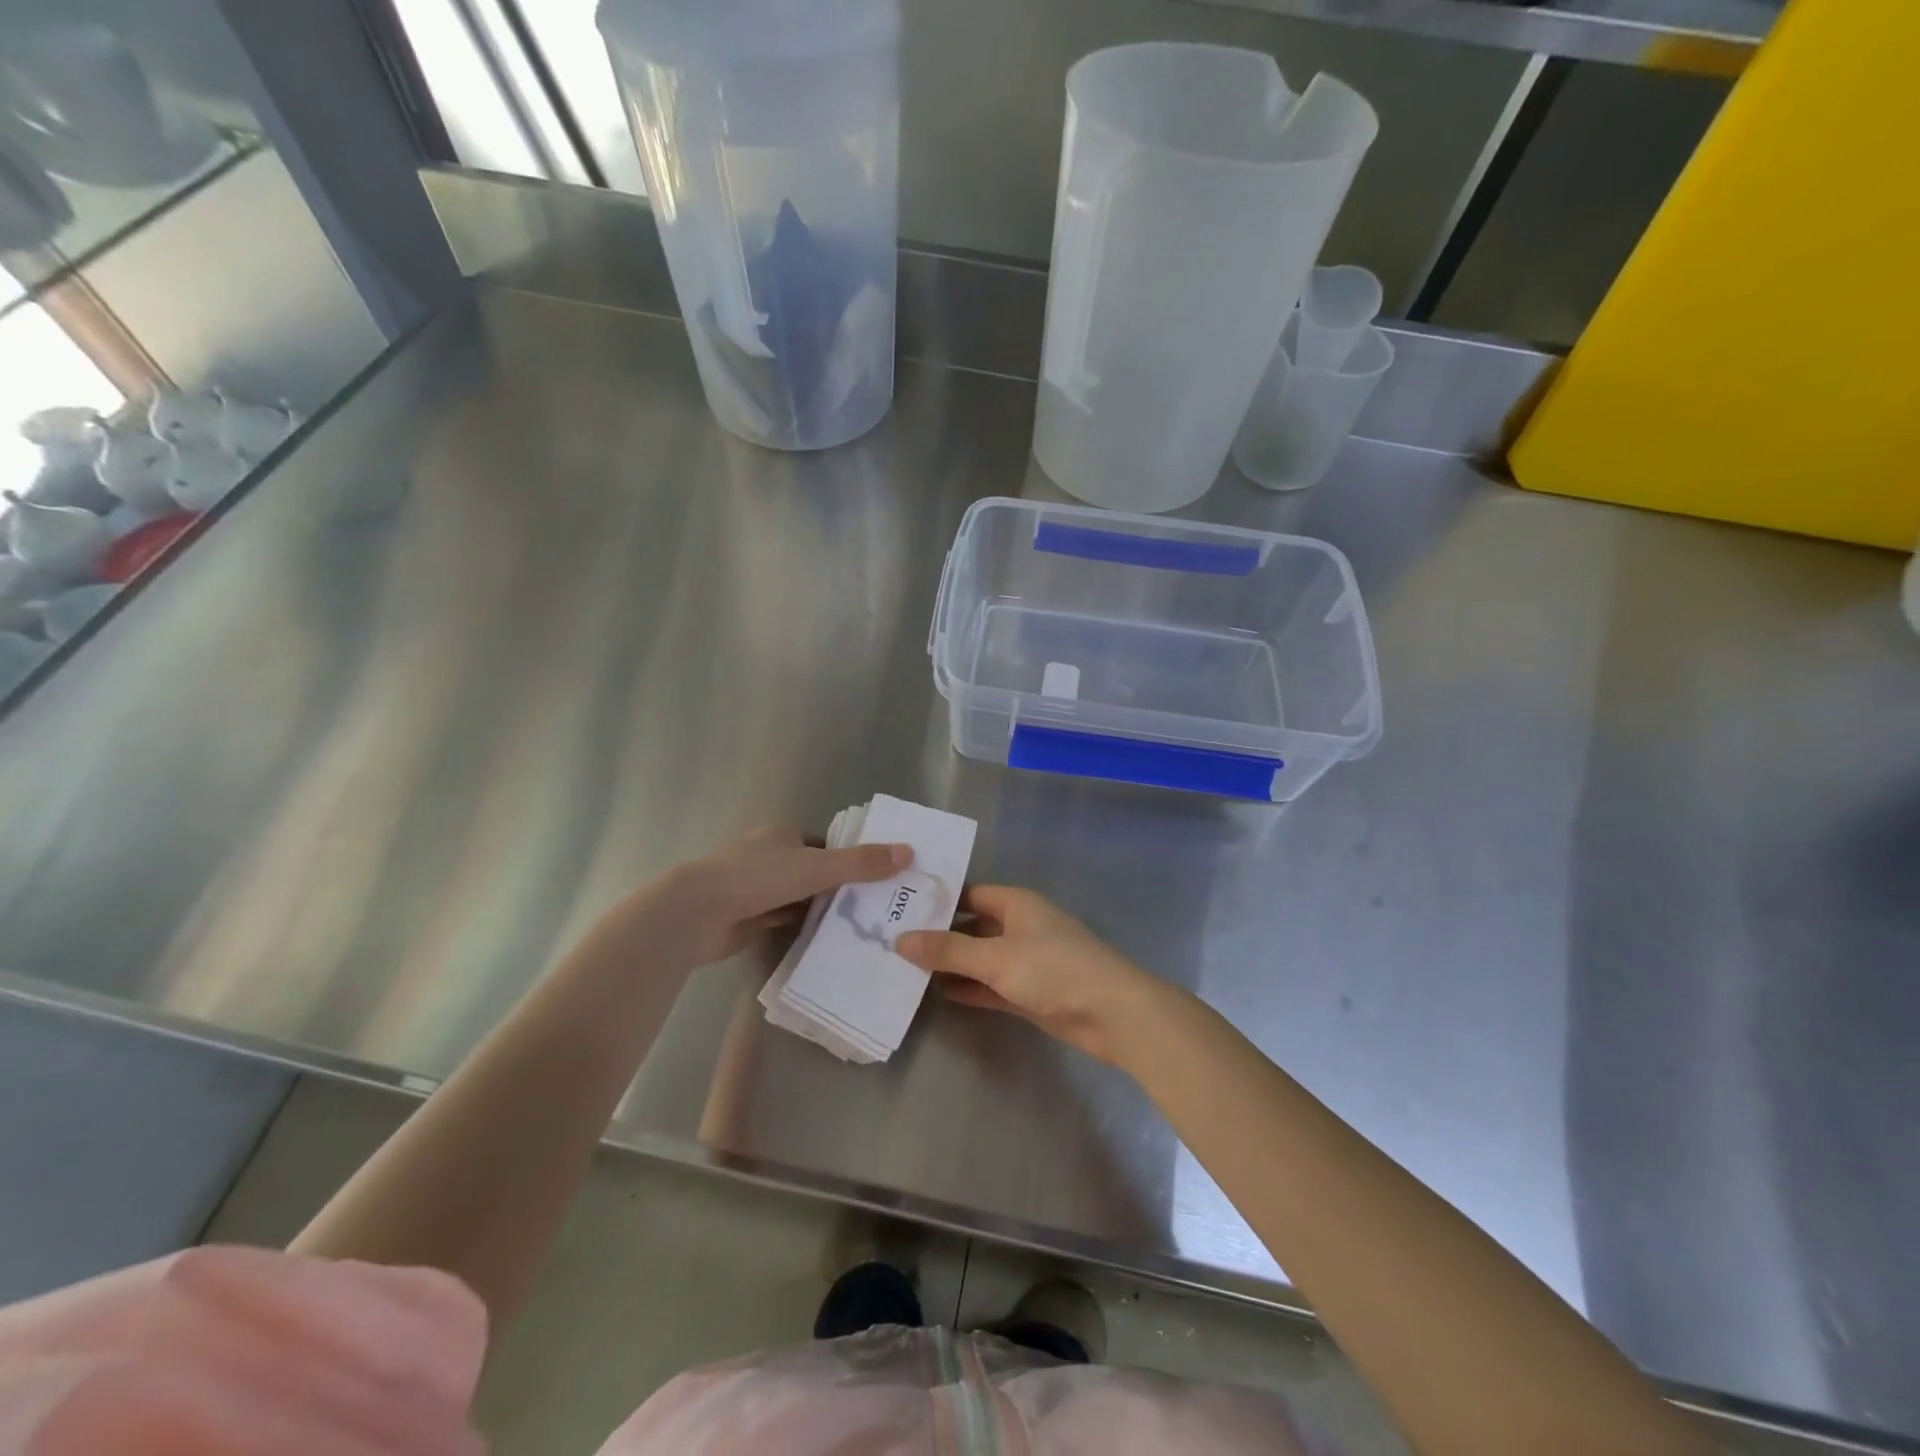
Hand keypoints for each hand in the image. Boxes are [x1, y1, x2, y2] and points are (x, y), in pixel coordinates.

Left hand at [608, 829, 911, 972]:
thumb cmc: (756, 877)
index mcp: (782, 835)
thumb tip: (908, 852)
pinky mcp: (745, 918)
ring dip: (820, 911)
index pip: (825, 846)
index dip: (850, 860)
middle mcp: (768, 857)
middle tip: (875, 909)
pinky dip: (800, 928)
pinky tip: (826, 943)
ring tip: (860, 929)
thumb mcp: (817, 867)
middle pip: (813, 872)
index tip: (879, 880)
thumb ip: (861, 863)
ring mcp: (754, 889)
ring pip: (798, 898)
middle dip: (839, 889)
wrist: (695, 914)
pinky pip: (782, 920)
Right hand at [896, 887, 1171, 1066]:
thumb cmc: (1054, 969)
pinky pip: (991, 985)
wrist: (1111, 1014)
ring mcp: (1026, 961)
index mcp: (1016, 903)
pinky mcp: (1030, 992)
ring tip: (907, 969)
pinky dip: (969, 988)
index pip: (969, 894)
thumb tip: (900, 940)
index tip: (899, 909)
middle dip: (939, 936)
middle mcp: (1020, 926)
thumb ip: (948, 951)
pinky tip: (938, 994)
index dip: (937, 901)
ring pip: (980, 958)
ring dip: (952, 965)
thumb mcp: (995, 957)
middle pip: (972, 926)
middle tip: (894, 942)